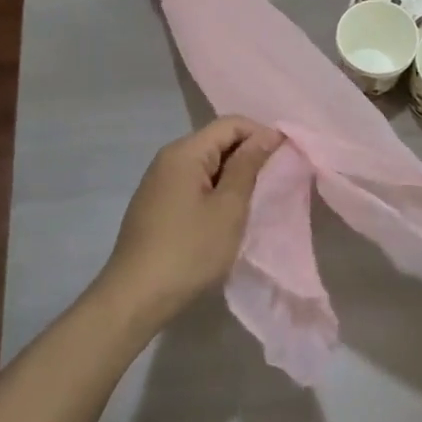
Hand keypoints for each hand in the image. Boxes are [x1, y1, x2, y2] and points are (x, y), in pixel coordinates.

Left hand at [96, 116, 282, 327]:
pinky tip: (225, 217)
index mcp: (185, 152)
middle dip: (248, 156)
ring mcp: (158, 182)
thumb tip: (268, 134)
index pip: (232, 124)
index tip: (286, 160)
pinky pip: (193, 184)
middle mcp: (168, 159)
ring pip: (206, 164)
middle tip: (274, 184)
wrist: (135, 297)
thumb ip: (248, 166)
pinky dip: (215, 192)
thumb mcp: (229, 207)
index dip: (262, 135)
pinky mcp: (156, 205)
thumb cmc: (189, 250)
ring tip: (253, 202)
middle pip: (217, 141)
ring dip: (233, 177)